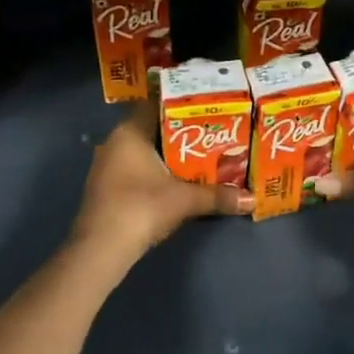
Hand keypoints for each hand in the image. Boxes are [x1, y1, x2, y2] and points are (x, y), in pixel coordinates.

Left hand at [71, 104, 252, 266]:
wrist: (102, 248)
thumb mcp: (186, 200)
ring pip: (144, 152)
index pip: (156, 105)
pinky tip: (177, 182)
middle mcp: (114, 142)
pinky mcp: (107, 188)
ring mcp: (107, 166)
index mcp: (130, 132)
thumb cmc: (142, 208)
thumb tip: (252, 198)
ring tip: (200, 157)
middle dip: (180, 134)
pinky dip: (156, 172)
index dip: (182, 105)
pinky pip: (136, 169)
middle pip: (152, 130)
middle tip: (211, 134)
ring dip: (168, 156)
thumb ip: (219, 196)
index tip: (207, 109)